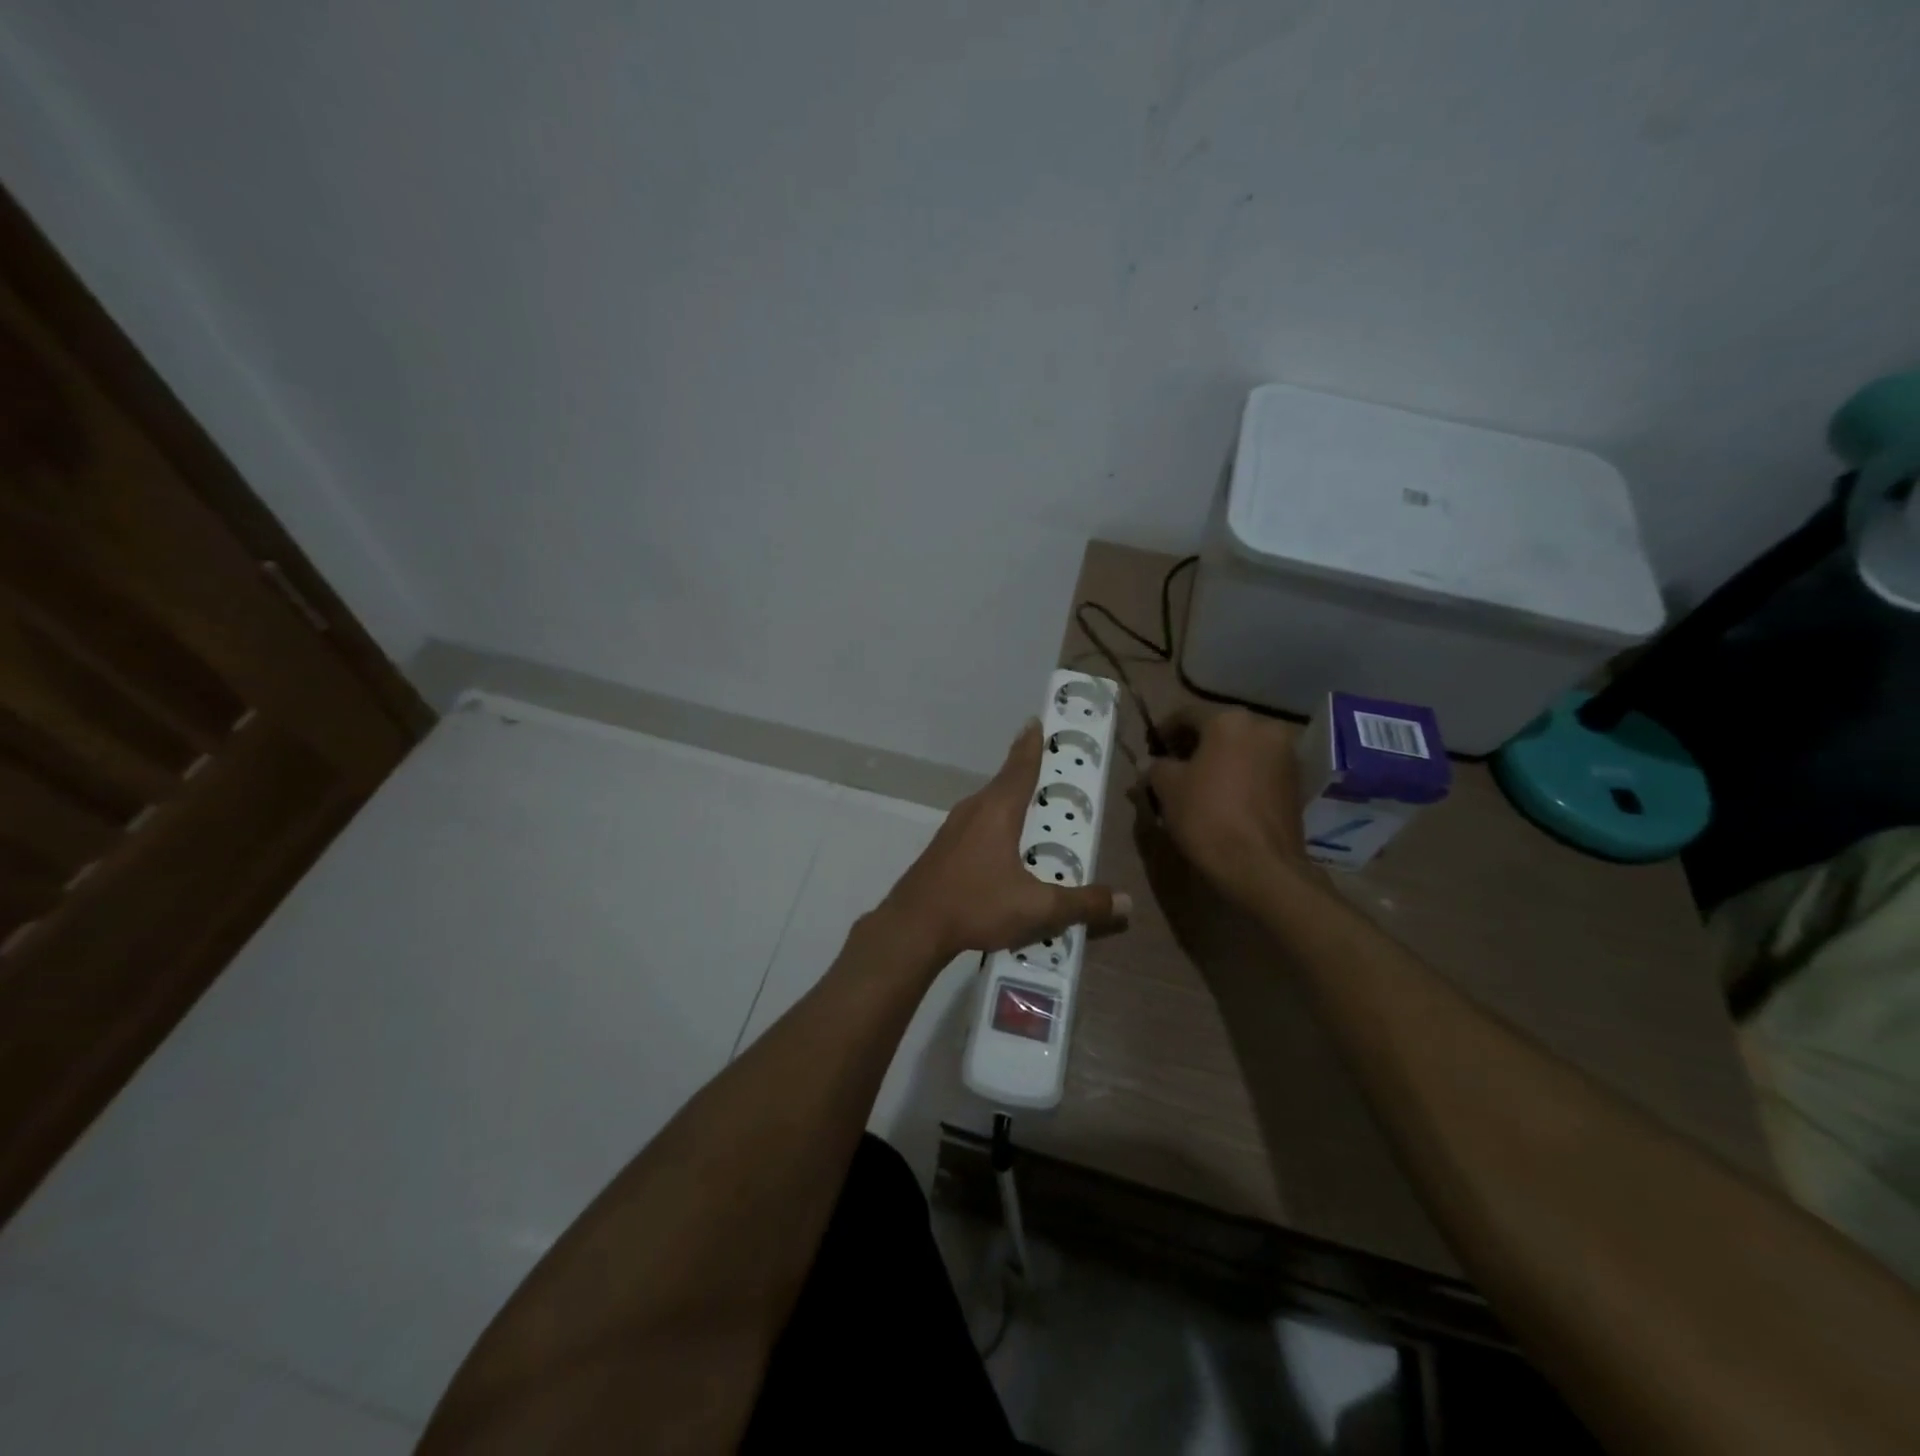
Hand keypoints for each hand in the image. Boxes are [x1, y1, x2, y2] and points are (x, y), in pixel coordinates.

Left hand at [881, 720, 1128, 964]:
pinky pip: (977, 825)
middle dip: (1026, 773)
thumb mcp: (1037, 908)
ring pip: (988, 805)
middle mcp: (973, 810)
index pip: (1020, 768)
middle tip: (1050, 770)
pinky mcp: (942, 849)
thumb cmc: (976, 905)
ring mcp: (953, 829)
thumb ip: (1082, 904)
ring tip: (1032, 809)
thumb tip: (1125, 902)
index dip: (1031, 745)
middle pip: (1004, 783)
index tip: (1035, 721)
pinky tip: (1004, 848)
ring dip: (1010, 801)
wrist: (912, 927)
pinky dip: (995, 824)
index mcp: (998, 811)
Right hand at [1144, 707, 1321, 906]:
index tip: (1151, 750)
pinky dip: (1239, 776)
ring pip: (1241, 749)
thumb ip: (1155, 767)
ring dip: (1218, 761)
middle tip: (1172, 768)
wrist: (1260, 865)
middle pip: (1218, 730)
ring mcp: (1285, 754)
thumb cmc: (1207, 816)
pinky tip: (1223, 798)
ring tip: (1197, 785)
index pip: (1186, 715)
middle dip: (1194, 746)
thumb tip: (1150, 763)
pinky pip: (1258, 769)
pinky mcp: (1296, 782)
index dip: (1163, 731)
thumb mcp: (1167, 788)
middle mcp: (1263, 727)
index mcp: (1229, 720)